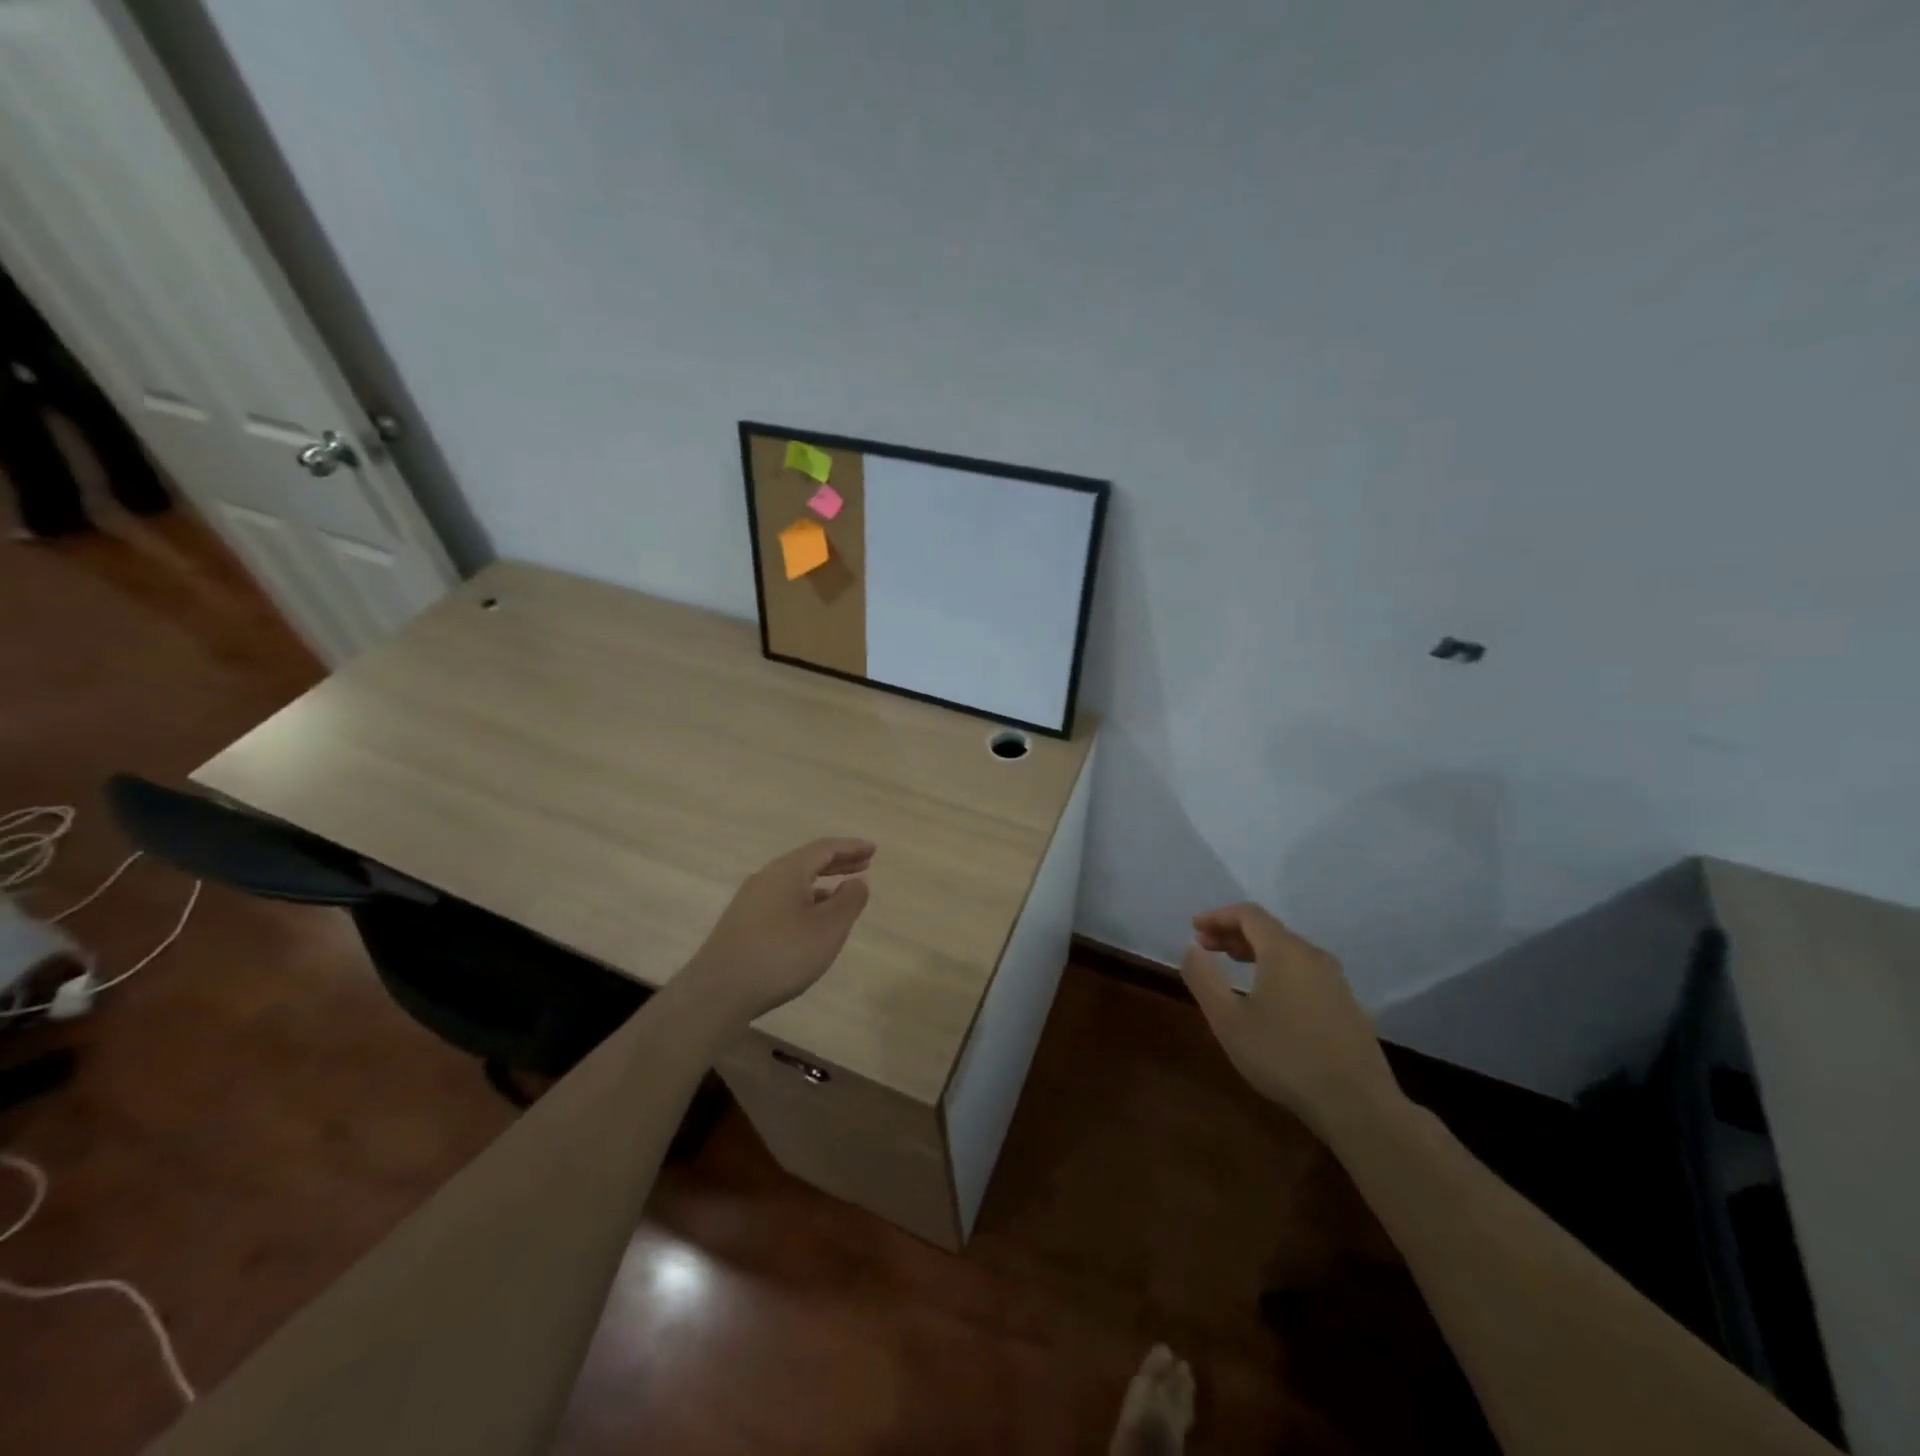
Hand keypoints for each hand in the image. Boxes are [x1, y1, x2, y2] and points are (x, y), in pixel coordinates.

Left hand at [681, 838, 875, 1024]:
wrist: (718, 991)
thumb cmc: (781, 955)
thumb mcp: (828, 929)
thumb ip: (849, 901)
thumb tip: (857, 882)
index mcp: (787, 871)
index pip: (824, 848)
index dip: (851, 847)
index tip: (873, 849)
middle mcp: (766, 878)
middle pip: (807, 861)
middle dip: (838, 862)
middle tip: (864, 863)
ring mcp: (750, 900)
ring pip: (793, 881)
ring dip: (821, 882)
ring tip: (843, 892)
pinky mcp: (742, 923)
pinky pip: (782, 899)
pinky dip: (805, 899)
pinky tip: (812, 920)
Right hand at [1181, 903, 1398, 1132]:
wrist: (1357, 1105)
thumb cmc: (1284, 1057)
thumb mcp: (1228, 1021)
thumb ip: (1204, 979)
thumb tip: (1191, 947)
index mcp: (1285, 952)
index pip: (1249, 914)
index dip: (1218, 916)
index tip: (1195, 929)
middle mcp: (1313, 956)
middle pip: (1270, 930)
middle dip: (1234, 933)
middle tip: (1206, 948)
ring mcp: (1336, 981)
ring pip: (1289, 951)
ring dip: (1256, 951)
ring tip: (1233, 966)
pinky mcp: (1347, 1005)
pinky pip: (1305, 971)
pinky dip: (1278, 969)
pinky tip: (1268, 996)